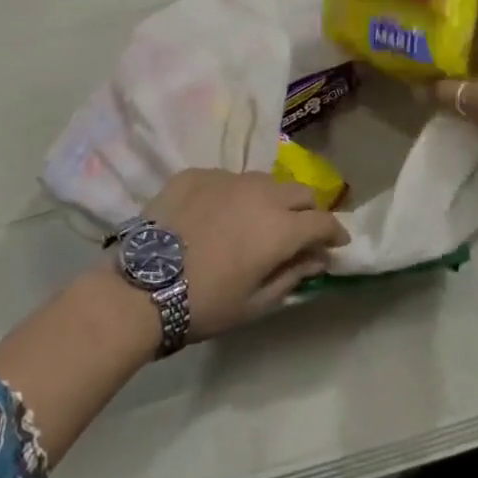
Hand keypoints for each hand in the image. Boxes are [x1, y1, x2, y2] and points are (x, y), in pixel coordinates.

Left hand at [139, 168, 349, 340]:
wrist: (142, 286)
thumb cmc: (205, 303)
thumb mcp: (255, 303)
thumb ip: (293, 276)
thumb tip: (318, 258)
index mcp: (280, 227)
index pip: (323, 221)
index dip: (335, 232)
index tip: (335, 244)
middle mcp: (260, 192)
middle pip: (299, 191)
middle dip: (307, 210)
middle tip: (298, 232)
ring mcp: (226, 177)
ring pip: (263, 180)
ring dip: (270, 199)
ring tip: (255, 220)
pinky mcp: (196, 173)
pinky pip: (226, 178)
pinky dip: (231, 195)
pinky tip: (215, 216)